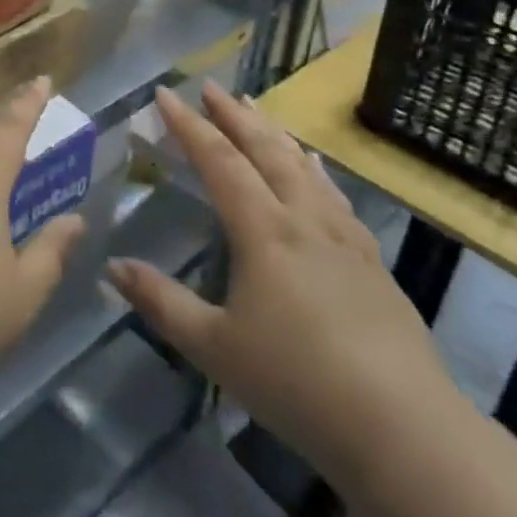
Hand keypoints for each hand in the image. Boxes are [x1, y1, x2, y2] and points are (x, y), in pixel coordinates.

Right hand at [109, 82, 461, 488]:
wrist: (405, 430)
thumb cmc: (297, 383)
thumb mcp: (214, 347)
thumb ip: (160, 301)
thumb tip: (111, 266)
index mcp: (263, 231)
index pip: (218, 161)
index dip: (188, 125)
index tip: (165, 94)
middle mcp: (303, 219)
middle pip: (264, 151)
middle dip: (233, 115)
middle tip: (210, 87)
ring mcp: (343, 238)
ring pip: (303, 167)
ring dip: (273, 133)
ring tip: (256, 107)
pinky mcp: (372, 262)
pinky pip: (335, 195)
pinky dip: (316, 169)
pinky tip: (316, 165)